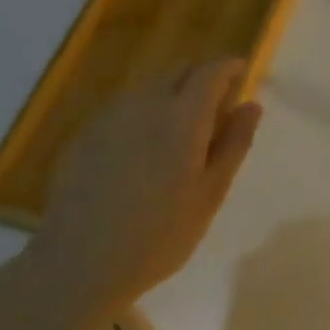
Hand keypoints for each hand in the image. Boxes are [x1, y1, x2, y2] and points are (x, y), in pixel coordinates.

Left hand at [25, 57, 262, 322]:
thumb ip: (234, 144)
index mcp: (182, 117)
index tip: (242, 71)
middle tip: (216, 106)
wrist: (78, 262)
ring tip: (181, 130)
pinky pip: (124, 107)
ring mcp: (109, 117)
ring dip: (171, 93)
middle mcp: (145, 104)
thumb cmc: (158, 235)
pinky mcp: (85, 134)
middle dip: (200, 77)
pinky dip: (144, 112)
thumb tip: (251, 105)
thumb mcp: (210, 194)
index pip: (210, 72)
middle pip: (177, 70)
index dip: (228, 67)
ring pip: (149, 87)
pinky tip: (143, 149)